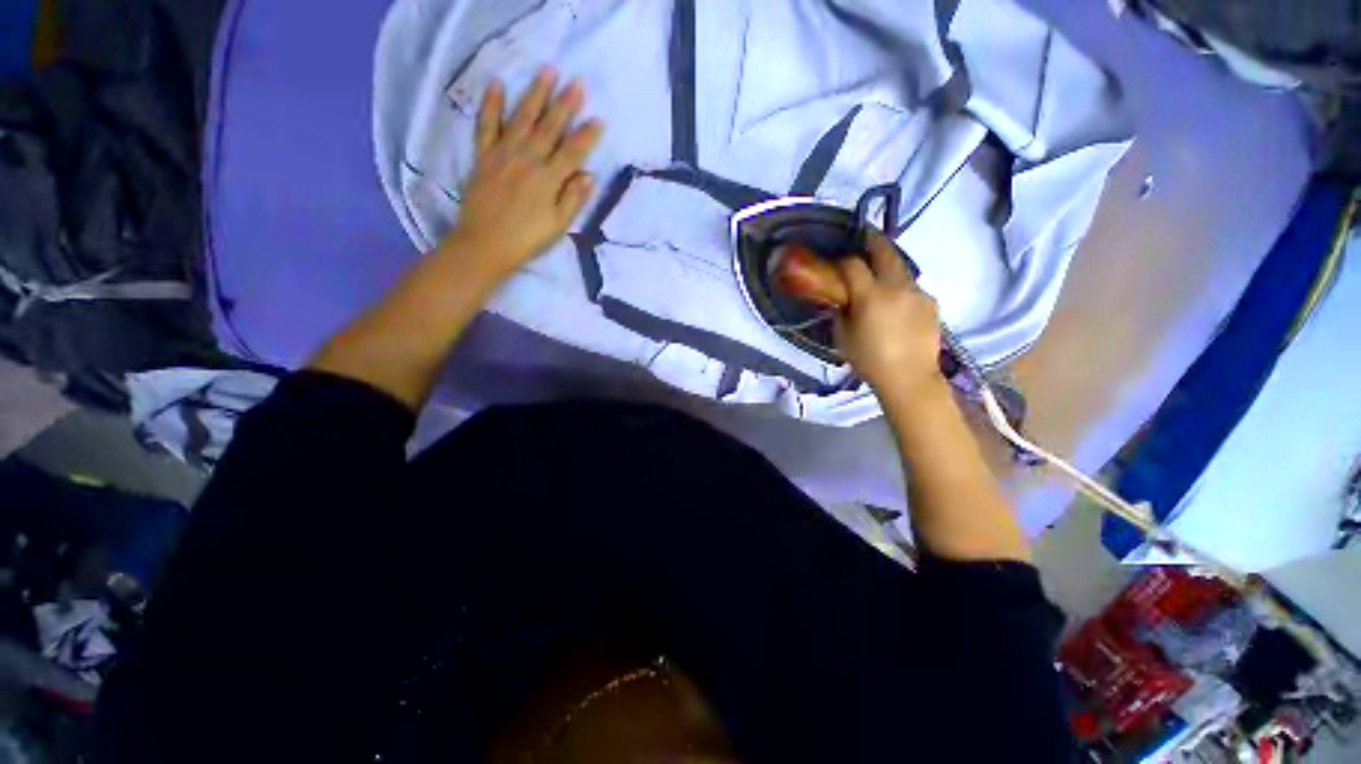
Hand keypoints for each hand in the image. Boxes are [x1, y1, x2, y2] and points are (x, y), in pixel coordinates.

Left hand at [442, 67, 604, 274]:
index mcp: (549, 180)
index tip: (599, 120)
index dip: (587, 136)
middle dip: (565, 105)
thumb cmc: (527, 240)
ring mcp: (504, 155)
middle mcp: (528, 160)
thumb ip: (573, 199)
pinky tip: (498, 85)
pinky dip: (492, 105)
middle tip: (576, 83)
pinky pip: (487, 125)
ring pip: (522, 119)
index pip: (573, 152)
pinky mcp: (484, 156)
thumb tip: (589, 175)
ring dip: (535, 95)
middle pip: (549, 128)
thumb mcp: (557, 226)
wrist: (485, 245)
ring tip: (546, 71)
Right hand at [833, 231, 942, 396]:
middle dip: (873, 240)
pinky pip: (912, 287)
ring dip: (889, 265)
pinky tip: (896, 303)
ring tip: (880, 273)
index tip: (836, 263)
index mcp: (870, 295)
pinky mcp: (931, 302)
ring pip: (902, 268)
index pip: (852, 265)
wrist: (910, 378)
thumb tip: (842, 298)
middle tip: (865, 235)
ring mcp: (918, 292)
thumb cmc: (869, 360)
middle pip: (885, 251)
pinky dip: (901, 287)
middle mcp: (897, 286)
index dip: (842, 261)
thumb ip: (841, 311)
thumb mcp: (842, 336)